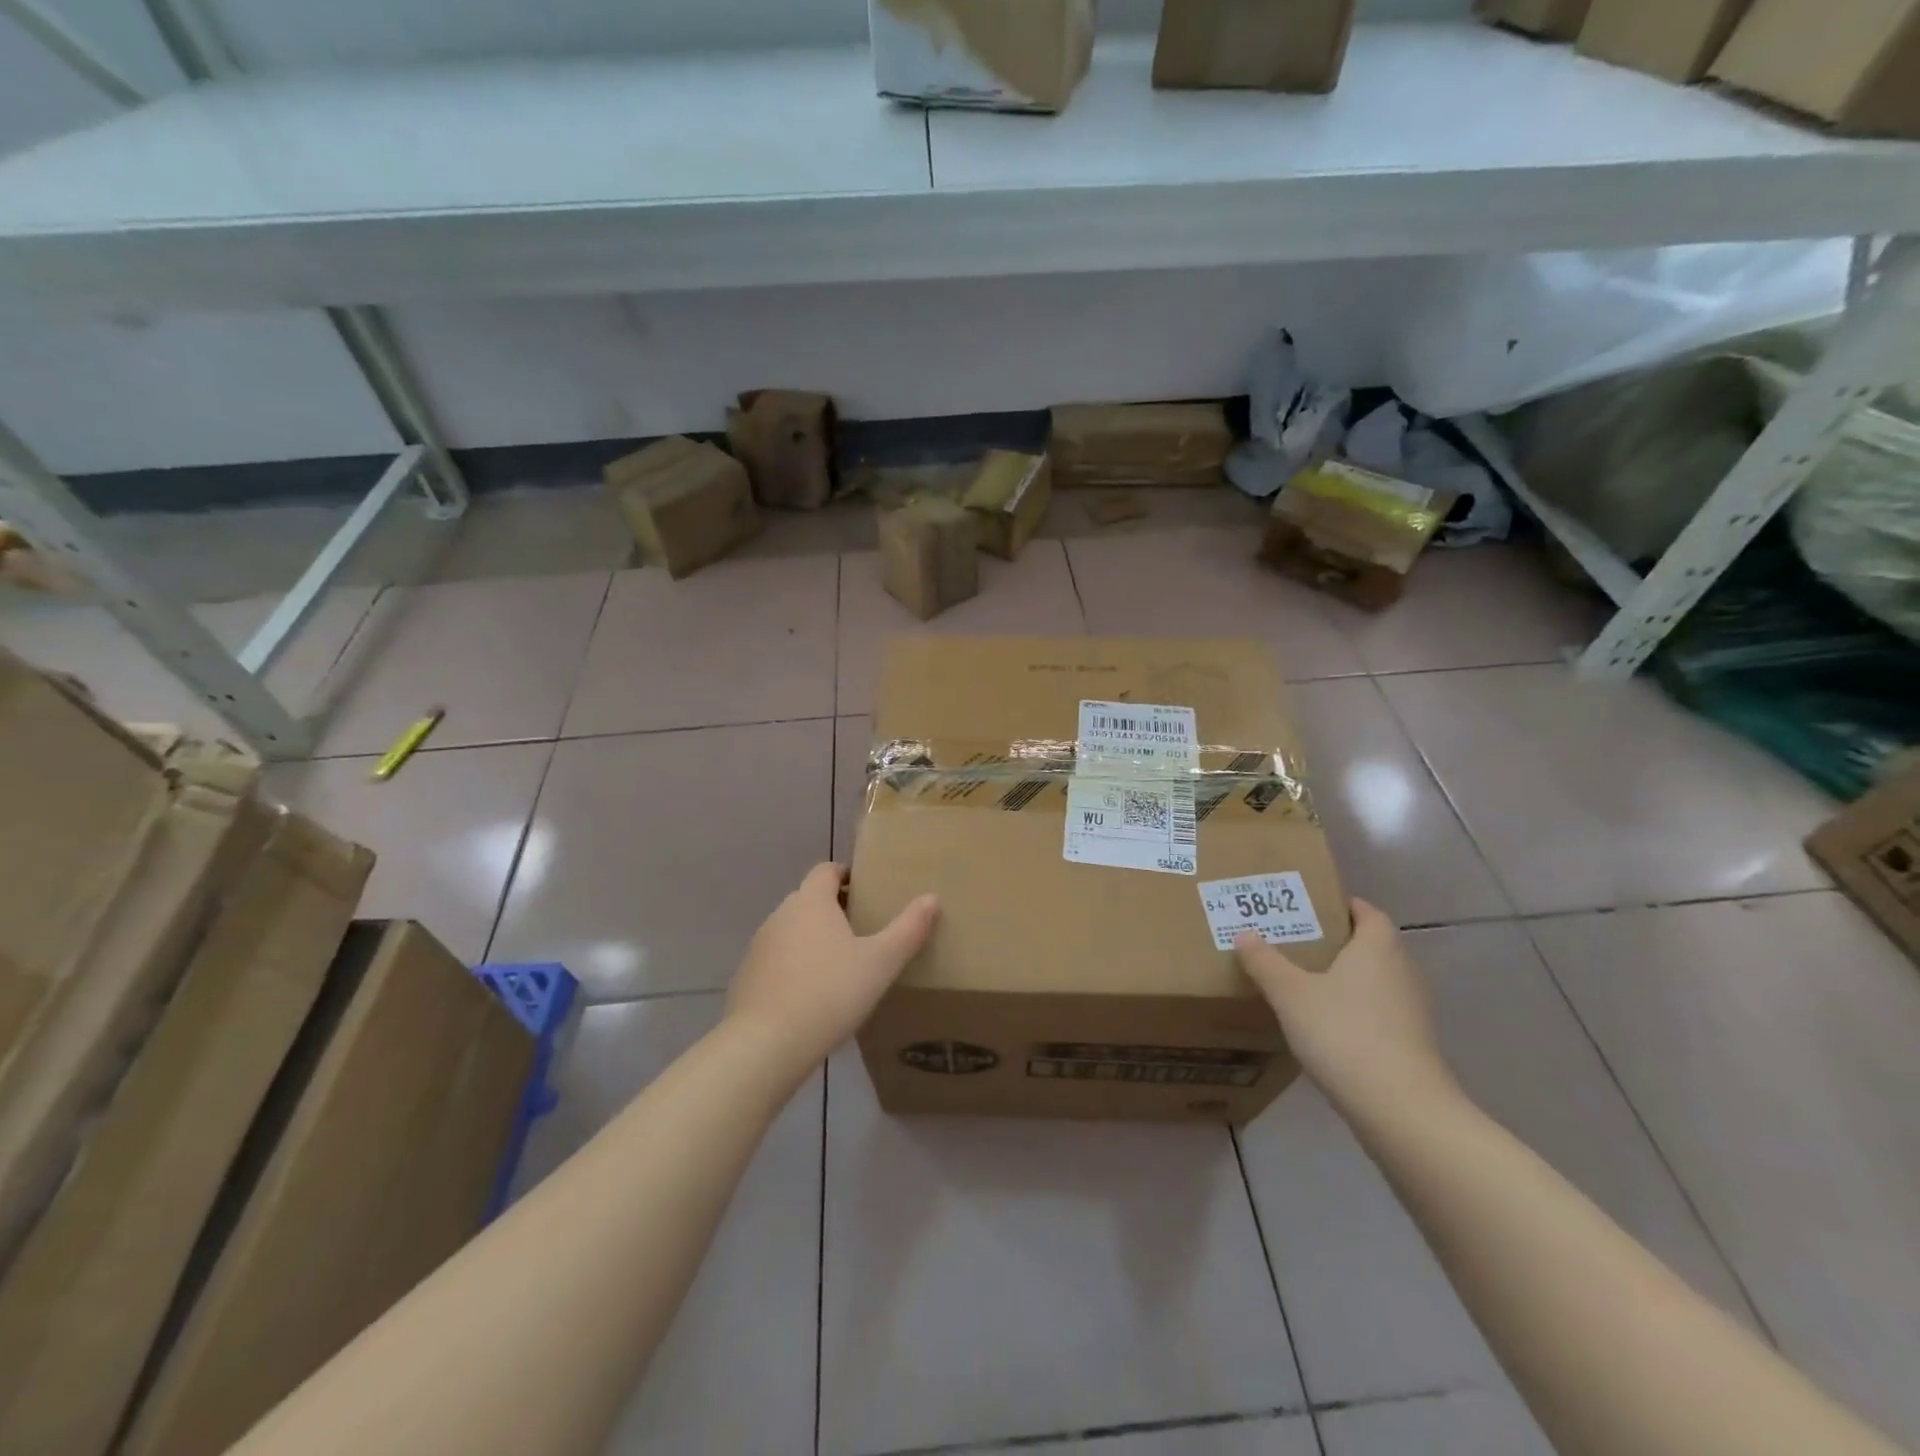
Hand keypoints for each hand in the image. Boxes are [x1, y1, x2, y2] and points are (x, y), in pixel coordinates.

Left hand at [726, 863, 938, 1076]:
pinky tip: (813, 997)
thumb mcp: (881, 963)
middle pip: (809, 900)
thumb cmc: (829, 993)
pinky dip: (795, 968)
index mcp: (811, 902)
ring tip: (841, 966)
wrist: (765, 1045)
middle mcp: (780, 915)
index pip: (826, 870)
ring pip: (792, 931)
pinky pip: (777, 961)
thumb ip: (908, 929)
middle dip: (834, 909)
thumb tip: (932, 898)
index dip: (846, 875)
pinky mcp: (747, 978)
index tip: (867, 892)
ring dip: (813, 940)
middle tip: (863, 931)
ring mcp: (759, 947)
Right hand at [1234, 898, 1456, 1118]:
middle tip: (1296, 941)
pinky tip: (1326, 1025)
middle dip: (1338, 941)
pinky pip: (1380, 1011)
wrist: (1401, 1109)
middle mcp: (1401, 971)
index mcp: (1377, 947)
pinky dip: (1356, 1009)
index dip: (1342, 906)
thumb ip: (1264, 962)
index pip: (1367, 912)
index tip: (1310, 907)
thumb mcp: (1290, 994)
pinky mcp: (1412, 1043)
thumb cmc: (1344, 1034)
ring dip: (1347, 977)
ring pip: (1376, 980)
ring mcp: (1411, 1010)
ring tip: (1305, 981)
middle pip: (1372, 945)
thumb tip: (1243, 934)